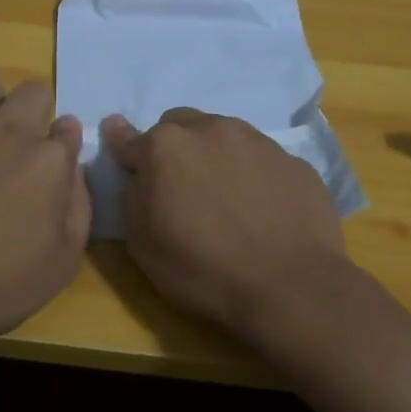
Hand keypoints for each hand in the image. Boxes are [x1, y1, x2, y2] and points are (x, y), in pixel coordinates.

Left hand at [0, 66, 90, 348]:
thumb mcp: (64, 260)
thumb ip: (78, 203)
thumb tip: (72, 164)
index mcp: (48, 160)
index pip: (68, 128)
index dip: (63, 146)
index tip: (53, 166)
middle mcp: (6, 131)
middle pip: (33, 91)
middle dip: (35, 113)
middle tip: (20, 148)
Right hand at [102, 108, 348, 332]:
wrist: (291, 286)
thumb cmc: (204, 270)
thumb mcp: (143, 244)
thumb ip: (133, 197)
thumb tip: (139, 176)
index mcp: (166, 148)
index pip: (128, 137)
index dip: (120, 143)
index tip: (118, 143)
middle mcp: (210, 130)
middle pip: (179, 125)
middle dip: (173, 147)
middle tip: (179, 184)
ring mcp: (257, 141)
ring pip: (222, 135)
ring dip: (214, 155)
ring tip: (224, 195)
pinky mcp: (293, 160)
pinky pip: (260, 158)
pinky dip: (251, 173)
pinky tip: (260, 207)